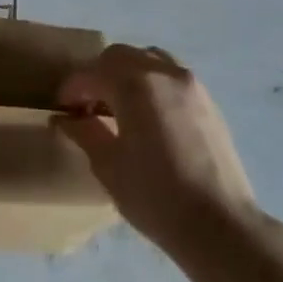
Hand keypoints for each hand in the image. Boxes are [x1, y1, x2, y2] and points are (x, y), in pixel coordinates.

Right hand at [56, 44, 260, 261]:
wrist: (220, 225)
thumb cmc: (155, 196)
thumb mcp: (108, 166)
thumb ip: (84, 132)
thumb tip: (65, 119)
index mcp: (135, 85)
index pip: (92, 72)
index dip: (72, 88)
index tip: (63, 109)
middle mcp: (163, 72)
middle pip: (120, 56)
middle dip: (98, 75)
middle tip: (87, 106)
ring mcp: (191, 85)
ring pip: (149, 59)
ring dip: (127, 74)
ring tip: (119, 107)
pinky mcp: (209, 102)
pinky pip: (171, 76)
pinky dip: (151, 84)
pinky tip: (148, 117)